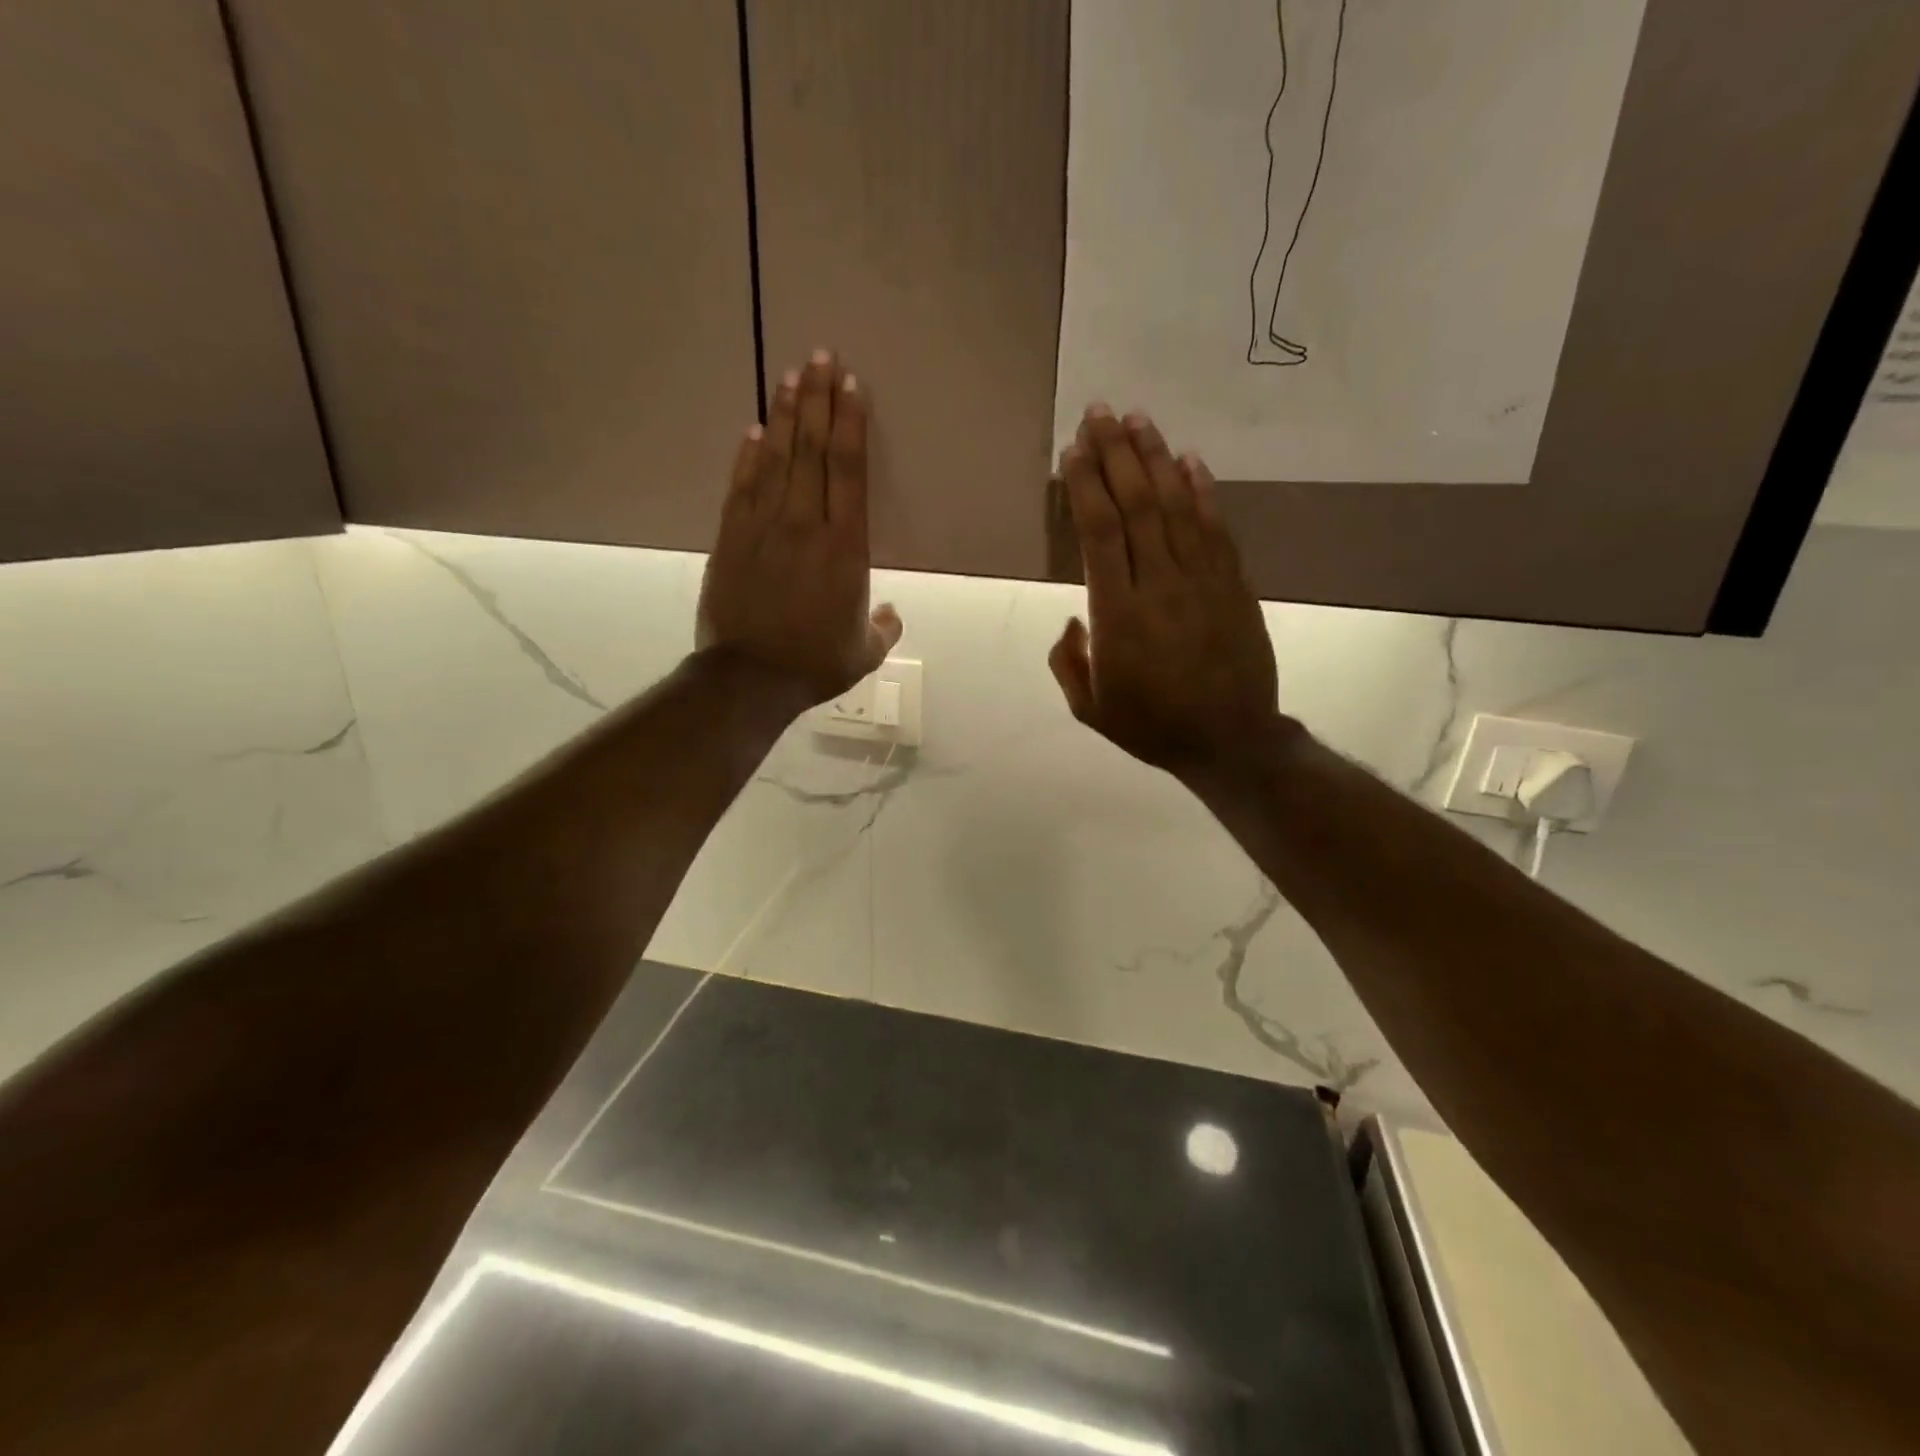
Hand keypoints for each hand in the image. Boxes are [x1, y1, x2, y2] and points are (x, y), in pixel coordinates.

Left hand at [697, 351, 901, 707]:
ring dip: (786, 415)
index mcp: (845, 548)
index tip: (851, 386)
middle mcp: (805, 524)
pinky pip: (742, 486)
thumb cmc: (815, 663)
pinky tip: (754, 429)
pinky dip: (749, 456)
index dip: (851, 424)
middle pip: (813, 450)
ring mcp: (764, 527)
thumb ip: (883, 628)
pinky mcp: (731, 538)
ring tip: (792, 376)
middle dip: (819, 400)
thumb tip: (889, 612)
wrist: (749, 678)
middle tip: (820, 356)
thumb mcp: (865, 652)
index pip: (849, 471)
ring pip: (777, 459)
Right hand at [1049, 405, 1282, 776]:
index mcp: (1118, 614)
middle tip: (1100, 412)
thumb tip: (1075, 620)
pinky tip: (1189, 460)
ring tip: (1138, 419)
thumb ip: (1069, 661)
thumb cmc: (1152, 725)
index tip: (1074, 451)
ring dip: (1156, 458)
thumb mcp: (1090, 708)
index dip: (1086, 486)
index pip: (1100, 533)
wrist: (1230, 740)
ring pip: (1176, 505)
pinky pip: (1216, 528)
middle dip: (1115, 453)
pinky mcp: (1233, 584)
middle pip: (1136, 504)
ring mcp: (1202, 580)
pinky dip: (1202, 490)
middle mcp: (1158, 584)